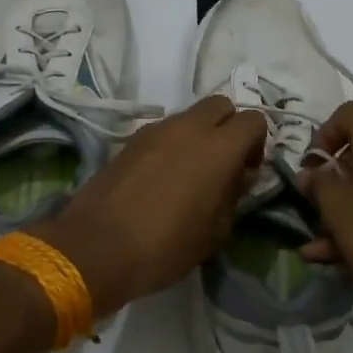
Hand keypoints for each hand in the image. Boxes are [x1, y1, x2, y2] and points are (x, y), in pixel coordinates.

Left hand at [26, 95, 266, 315]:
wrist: (96, 247)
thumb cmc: (165, 247)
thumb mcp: (214, 232)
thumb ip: (233, 195)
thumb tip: (238, 175)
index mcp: (218, 148)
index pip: (253, 120)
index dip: (256, 143)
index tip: (246, 172)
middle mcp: (189, 127)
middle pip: (220, 105)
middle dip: (228, 127)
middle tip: (223, 164)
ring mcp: (156, 129)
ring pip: (190, 116)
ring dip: (198, 135)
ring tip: (190, 174)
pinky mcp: (131, 139)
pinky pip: (164, 130)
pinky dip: (172, 144)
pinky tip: (162, 178)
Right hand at [296, 103, 352, 325]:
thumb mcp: (337, 209)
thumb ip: (318, 185)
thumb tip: (311, 174)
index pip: (347, 114)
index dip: (322, 138)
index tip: (311, 170)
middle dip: (335, 182)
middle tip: (316, 210)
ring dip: (350, 208)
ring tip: (323, 246)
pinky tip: (348, 257)